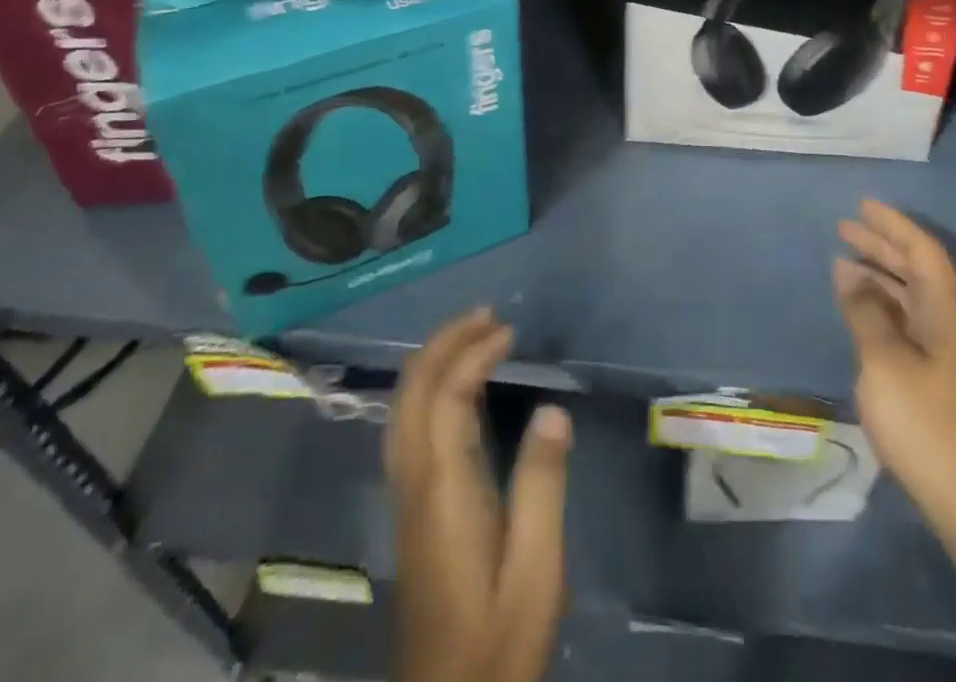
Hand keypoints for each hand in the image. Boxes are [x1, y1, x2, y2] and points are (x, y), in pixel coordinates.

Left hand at [386, 309, 572, 681]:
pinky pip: (409, 428)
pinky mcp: (411, 511)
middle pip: (411, 393)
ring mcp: (407, 497)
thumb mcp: (537, 569)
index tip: (509, 333)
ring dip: (433, 362)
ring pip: (402, 409)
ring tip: (473, 337)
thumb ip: (542, 485)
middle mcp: (414, 483)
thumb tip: (552, 410)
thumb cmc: (499, 639)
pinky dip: (430, 390)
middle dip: (443, 344)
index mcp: (443, 490)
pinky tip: (455, 390)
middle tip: (486, 316)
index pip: (446, 398)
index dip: (473, 355)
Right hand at [835, 200, 955, 515]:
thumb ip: (865, 309)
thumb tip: (847, 269)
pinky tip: (859, 305)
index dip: (893, 225)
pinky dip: (882, 303)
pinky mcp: (938, 372)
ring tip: (844, 259)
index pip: (923, 251)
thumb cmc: (923, 420)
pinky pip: (908, 318)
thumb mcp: (884, 359)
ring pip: (912, 294)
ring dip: (880, 274)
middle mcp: (952, 321)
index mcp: (949, 311)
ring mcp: (947, 348)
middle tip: (844, 227)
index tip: (862, 206)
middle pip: (917, 269)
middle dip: (882, 246)